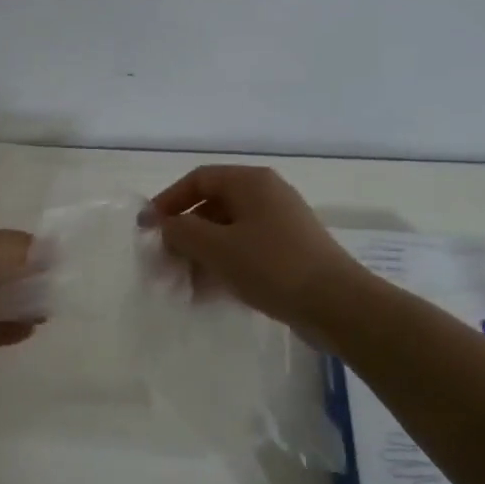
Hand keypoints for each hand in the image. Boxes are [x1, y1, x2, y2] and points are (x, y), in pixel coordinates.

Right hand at [148, 166, 362, 333]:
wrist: (336, 304)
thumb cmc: (271, 265)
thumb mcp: (216, 247)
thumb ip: (181, 231)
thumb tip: (163, 224)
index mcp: (250, 182)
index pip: (198, 179)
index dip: (168, 201)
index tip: (148, 229)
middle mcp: (266, 195)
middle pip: (212, 207)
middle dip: (183, 236)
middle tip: (163, 265)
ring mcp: (280, 224)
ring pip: (227, 233)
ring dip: (200, 256)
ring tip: (182, 286)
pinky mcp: (289, 252)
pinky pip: (245, 252)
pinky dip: (223, 267)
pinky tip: (208, 294)